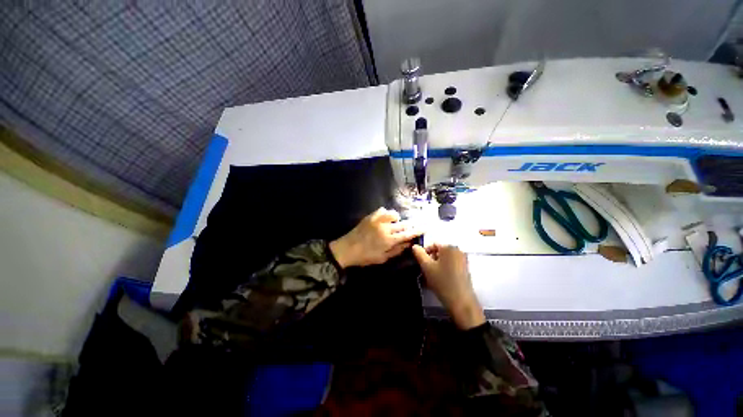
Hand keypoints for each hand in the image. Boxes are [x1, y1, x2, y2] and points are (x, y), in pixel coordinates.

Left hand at [330, 207, 422, 267]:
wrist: (347, 249)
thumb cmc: (365, 257)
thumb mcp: (382, 258)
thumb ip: (396, 250)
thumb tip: (407, 244)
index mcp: (389, 240)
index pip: (407, 234)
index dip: (417, 230)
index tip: (425, 227)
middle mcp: (385, 228)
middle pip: (403, 224)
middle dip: (411, 224)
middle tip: (415, 224)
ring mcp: (378, 220)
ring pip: (394, 214)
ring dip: (398, 219)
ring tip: (395, 223)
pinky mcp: (371, 216)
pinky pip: (383, 210)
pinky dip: (387, 213)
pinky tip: (385, 218)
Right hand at [412, 244, 484, 328]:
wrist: (461, 302)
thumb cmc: (442, 282)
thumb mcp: (426, 267)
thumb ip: (419, 254)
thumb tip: (415, 246)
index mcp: (449, 247)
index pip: (432, 244)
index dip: (424, 253)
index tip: (420, 263)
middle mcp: (458, 250)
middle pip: (439, 251)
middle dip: (430, 259)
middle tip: (425, 270)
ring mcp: (463, 260)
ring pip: (444, 259)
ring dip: (436, 265)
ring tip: (431, 276)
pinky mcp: (465, 269)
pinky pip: (450, 264)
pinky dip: (443, 269)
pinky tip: (439, 279)